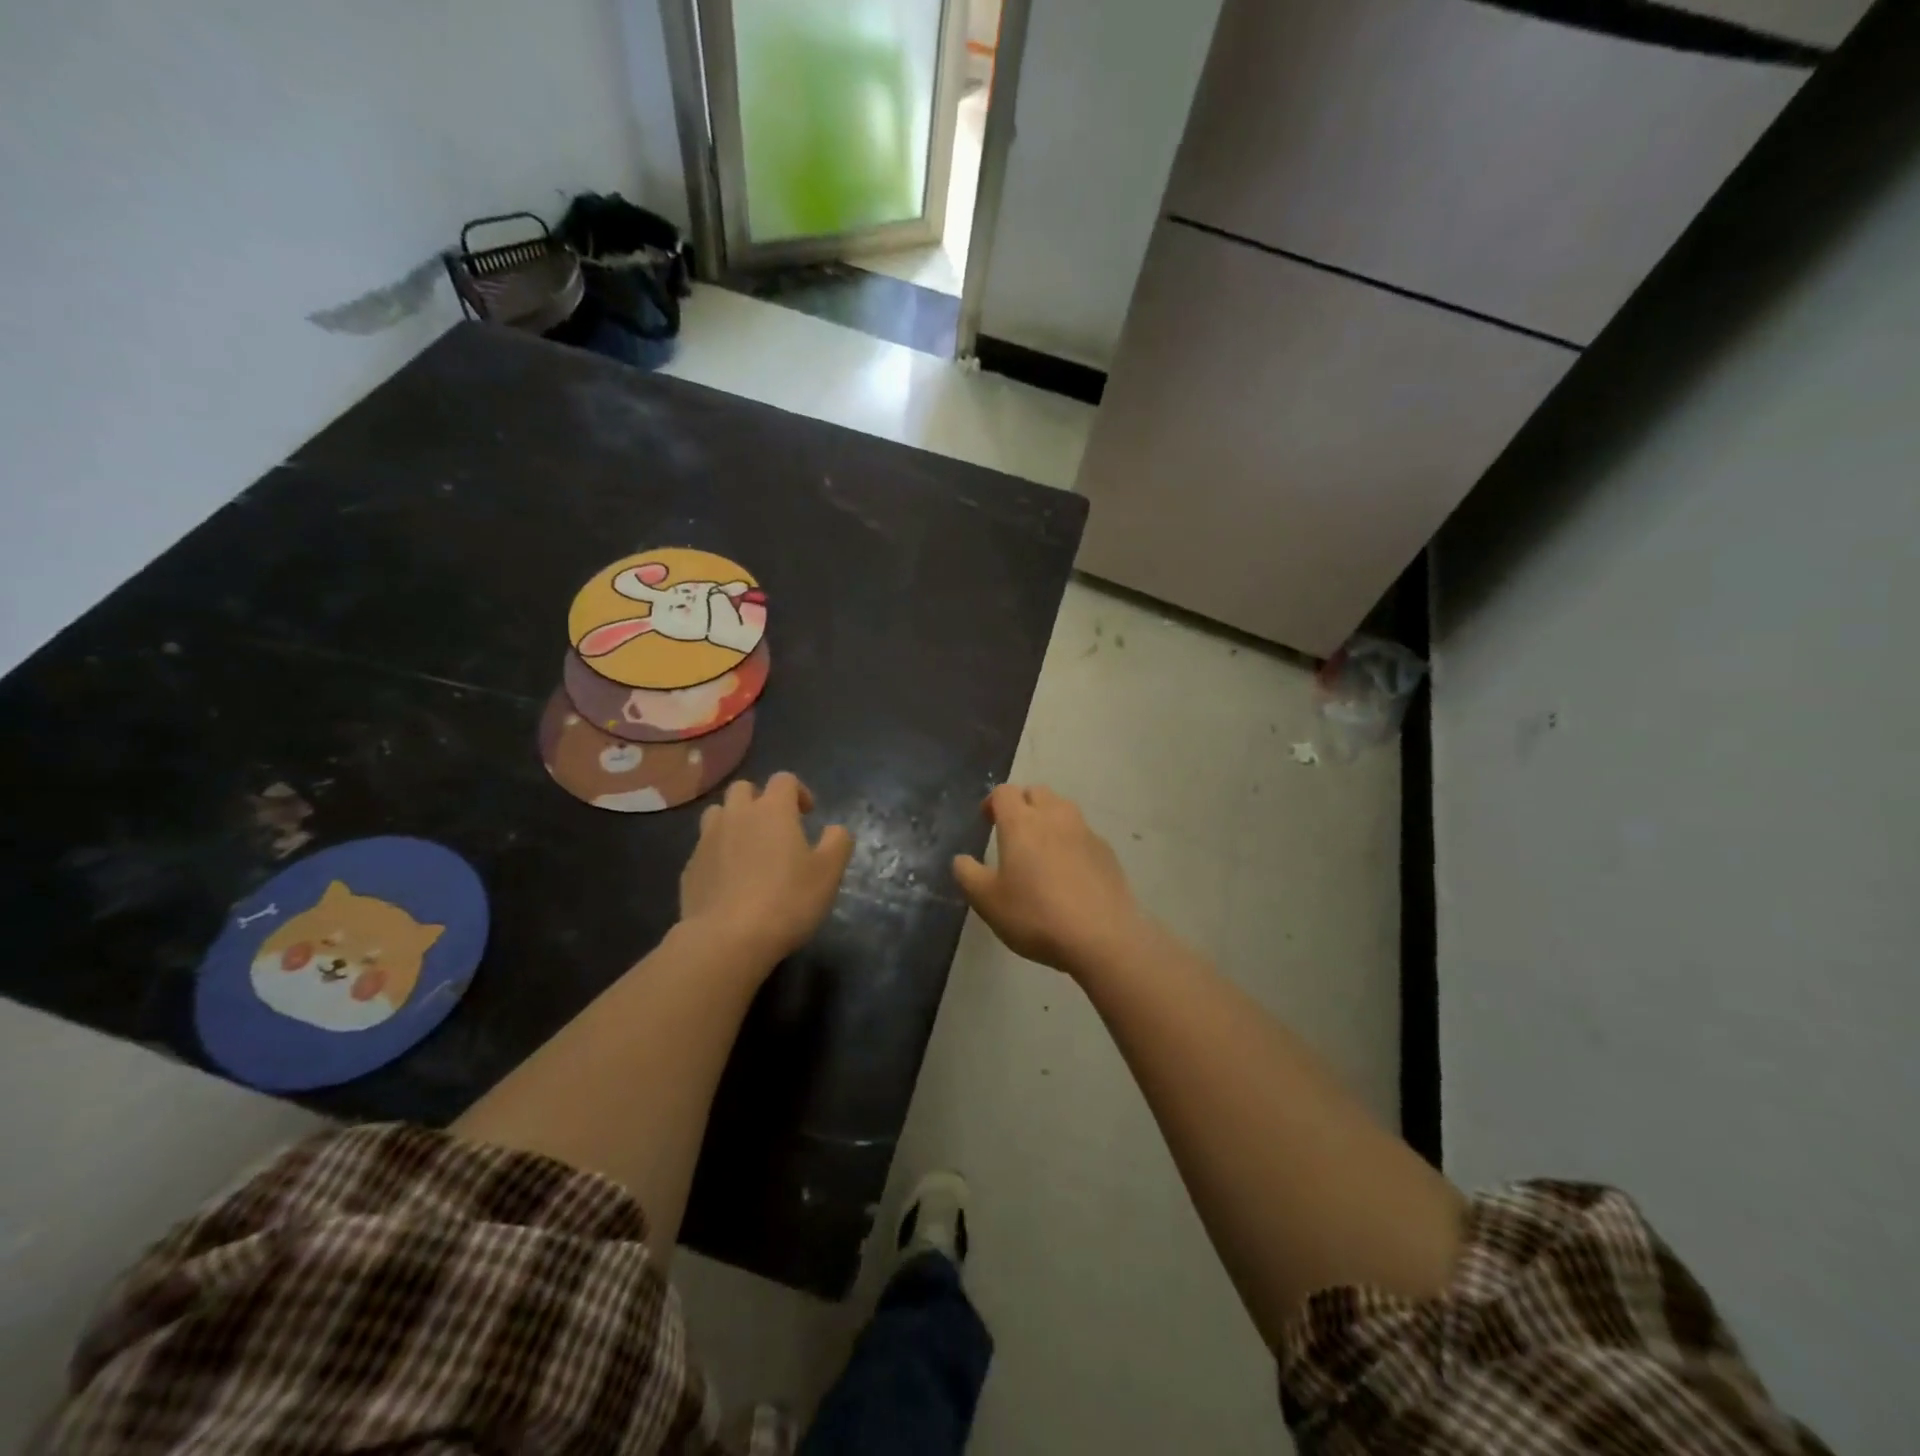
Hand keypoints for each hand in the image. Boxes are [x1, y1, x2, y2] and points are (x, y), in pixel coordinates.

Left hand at [679, 773, 853, 967]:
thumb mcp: (829, 872)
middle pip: (743, 789)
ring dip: (733, 821)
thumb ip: (838, 842)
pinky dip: (717, 854)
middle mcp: (736, 815)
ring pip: (717, 814)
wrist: (727, 939)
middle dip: (760, 800)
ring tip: (748, 848)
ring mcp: (706, 840)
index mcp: (772, 810)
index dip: (798, 792)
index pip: (783, 779)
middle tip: (775, 828)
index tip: (808, 814)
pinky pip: (704, 848)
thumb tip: (835, 829)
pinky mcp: (689, 869)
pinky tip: (729, 880)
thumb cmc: (787, 900)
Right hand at [952, 785, 1145, 977]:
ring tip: (1041, 850)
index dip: (992, 802)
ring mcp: (1085, 832)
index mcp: (1021, 823)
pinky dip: (1071, 841)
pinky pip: (1083, 834)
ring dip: (1049, 818)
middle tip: (1013, 832)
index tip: (987, 822)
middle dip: (1022, 804)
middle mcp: (1054, 817)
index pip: (1004, 792)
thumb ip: (968, 875)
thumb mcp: (988, 902)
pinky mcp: (1107, 851)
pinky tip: (1069, 872)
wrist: (1102, 937)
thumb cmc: (1036, 916)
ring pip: (1063, 809)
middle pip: (1036, 792)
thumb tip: (961, 860)